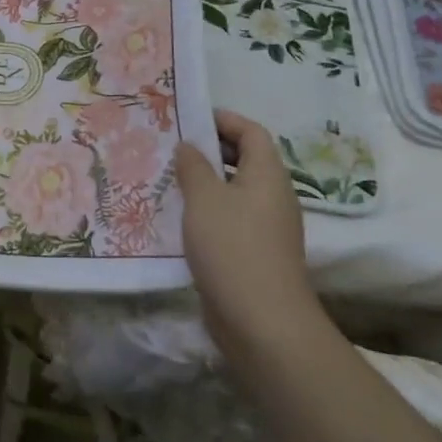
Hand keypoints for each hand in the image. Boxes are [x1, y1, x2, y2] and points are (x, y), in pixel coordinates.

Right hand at [174, 109, 320, 348]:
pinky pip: (231, 219)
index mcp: (268, 174)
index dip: (223, 120)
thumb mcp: (204, 198)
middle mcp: (273, 196)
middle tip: (171, 148)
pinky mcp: (256, 254)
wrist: (263, 323)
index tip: (188, 118)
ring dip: (205, 183)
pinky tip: (179, 220)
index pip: (251, 132)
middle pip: (245, 160)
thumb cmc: (233, 247)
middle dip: (210, 150)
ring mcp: (267, 228)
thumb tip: (189, 147)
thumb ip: (193, 166)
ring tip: (168, 181)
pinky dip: (208, 212)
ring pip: (235, 192)